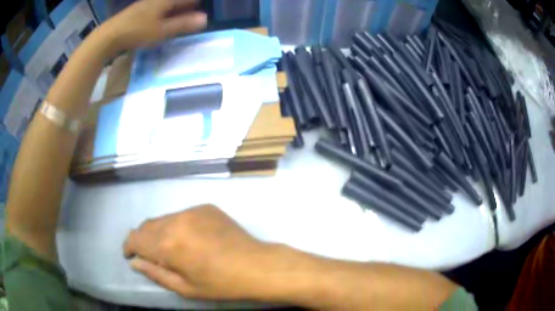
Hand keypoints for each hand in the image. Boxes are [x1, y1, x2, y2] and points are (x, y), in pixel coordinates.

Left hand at [104, 0, 206, 51]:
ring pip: (165, 3)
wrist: (109, 36)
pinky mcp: (137, 10)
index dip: (194, 2)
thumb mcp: (162, 30)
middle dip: (185, 4)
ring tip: (181, 13)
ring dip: (174, 7)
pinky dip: (164, 11)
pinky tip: (162, 17)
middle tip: (195, 8)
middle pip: (175, 0)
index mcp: (165, 0)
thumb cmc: (137, 32)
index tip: (202, 5)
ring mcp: (145, 4)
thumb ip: (183, 24)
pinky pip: (156, 7)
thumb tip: (205, 19)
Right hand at [123, 205, 274, 300]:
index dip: (129, 246)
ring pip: (164, 219)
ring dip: (160, 232)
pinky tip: (191, 239)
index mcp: (167, 244)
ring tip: (171, 248)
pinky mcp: (206, 207)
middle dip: (143, 239)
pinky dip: (178, 226)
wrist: (256, 265)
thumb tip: (135, 262)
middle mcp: (176, 221)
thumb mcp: (185, 287)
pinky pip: (183, 215)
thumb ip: (155, 273)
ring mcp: (192, 211)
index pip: (135, 238)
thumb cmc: (220, 284)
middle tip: (150, 254)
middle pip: (147, 226)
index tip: (130, 255)